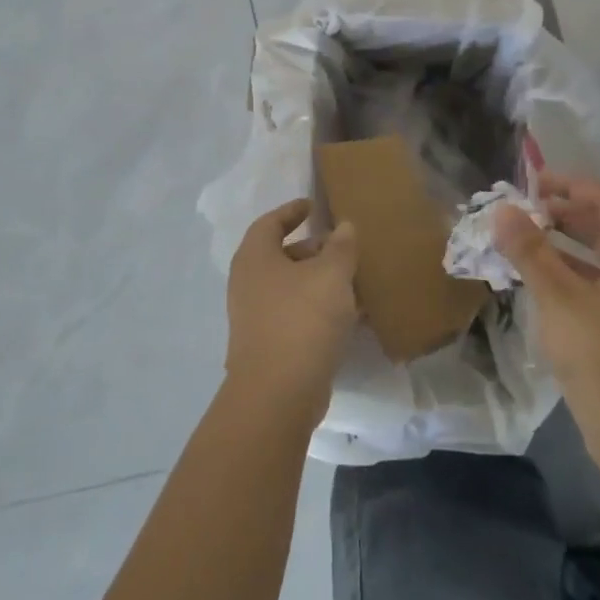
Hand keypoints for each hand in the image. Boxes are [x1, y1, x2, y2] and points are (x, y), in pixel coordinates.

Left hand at [224, 199, 359, 430]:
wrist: (278, 393)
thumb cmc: (302, 319)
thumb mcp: (331, 274)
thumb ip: (341, 246)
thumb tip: (344, 227)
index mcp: (255, 257)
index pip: (270, 222)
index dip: (291, 211)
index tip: (312, 206)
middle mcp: (248, 283)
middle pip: (280, 255)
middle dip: (312, 249)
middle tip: (341, 247)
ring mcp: (254, 317)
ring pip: (290, 288)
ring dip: (318, 282)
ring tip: (352, 281)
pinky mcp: (268, 345)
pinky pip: (295, 315)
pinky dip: (317, 308)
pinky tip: (347, 316)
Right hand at [495, 175, 599, 473]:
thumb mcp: (558, 298)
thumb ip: (530, 251)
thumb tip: (503, 210)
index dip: (573, 187)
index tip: (535, 184)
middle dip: (568, 216)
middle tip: (526, 211)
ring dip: (568, 247)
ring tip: (527, 242)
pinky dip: (575, 276)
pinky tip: (544, 285)